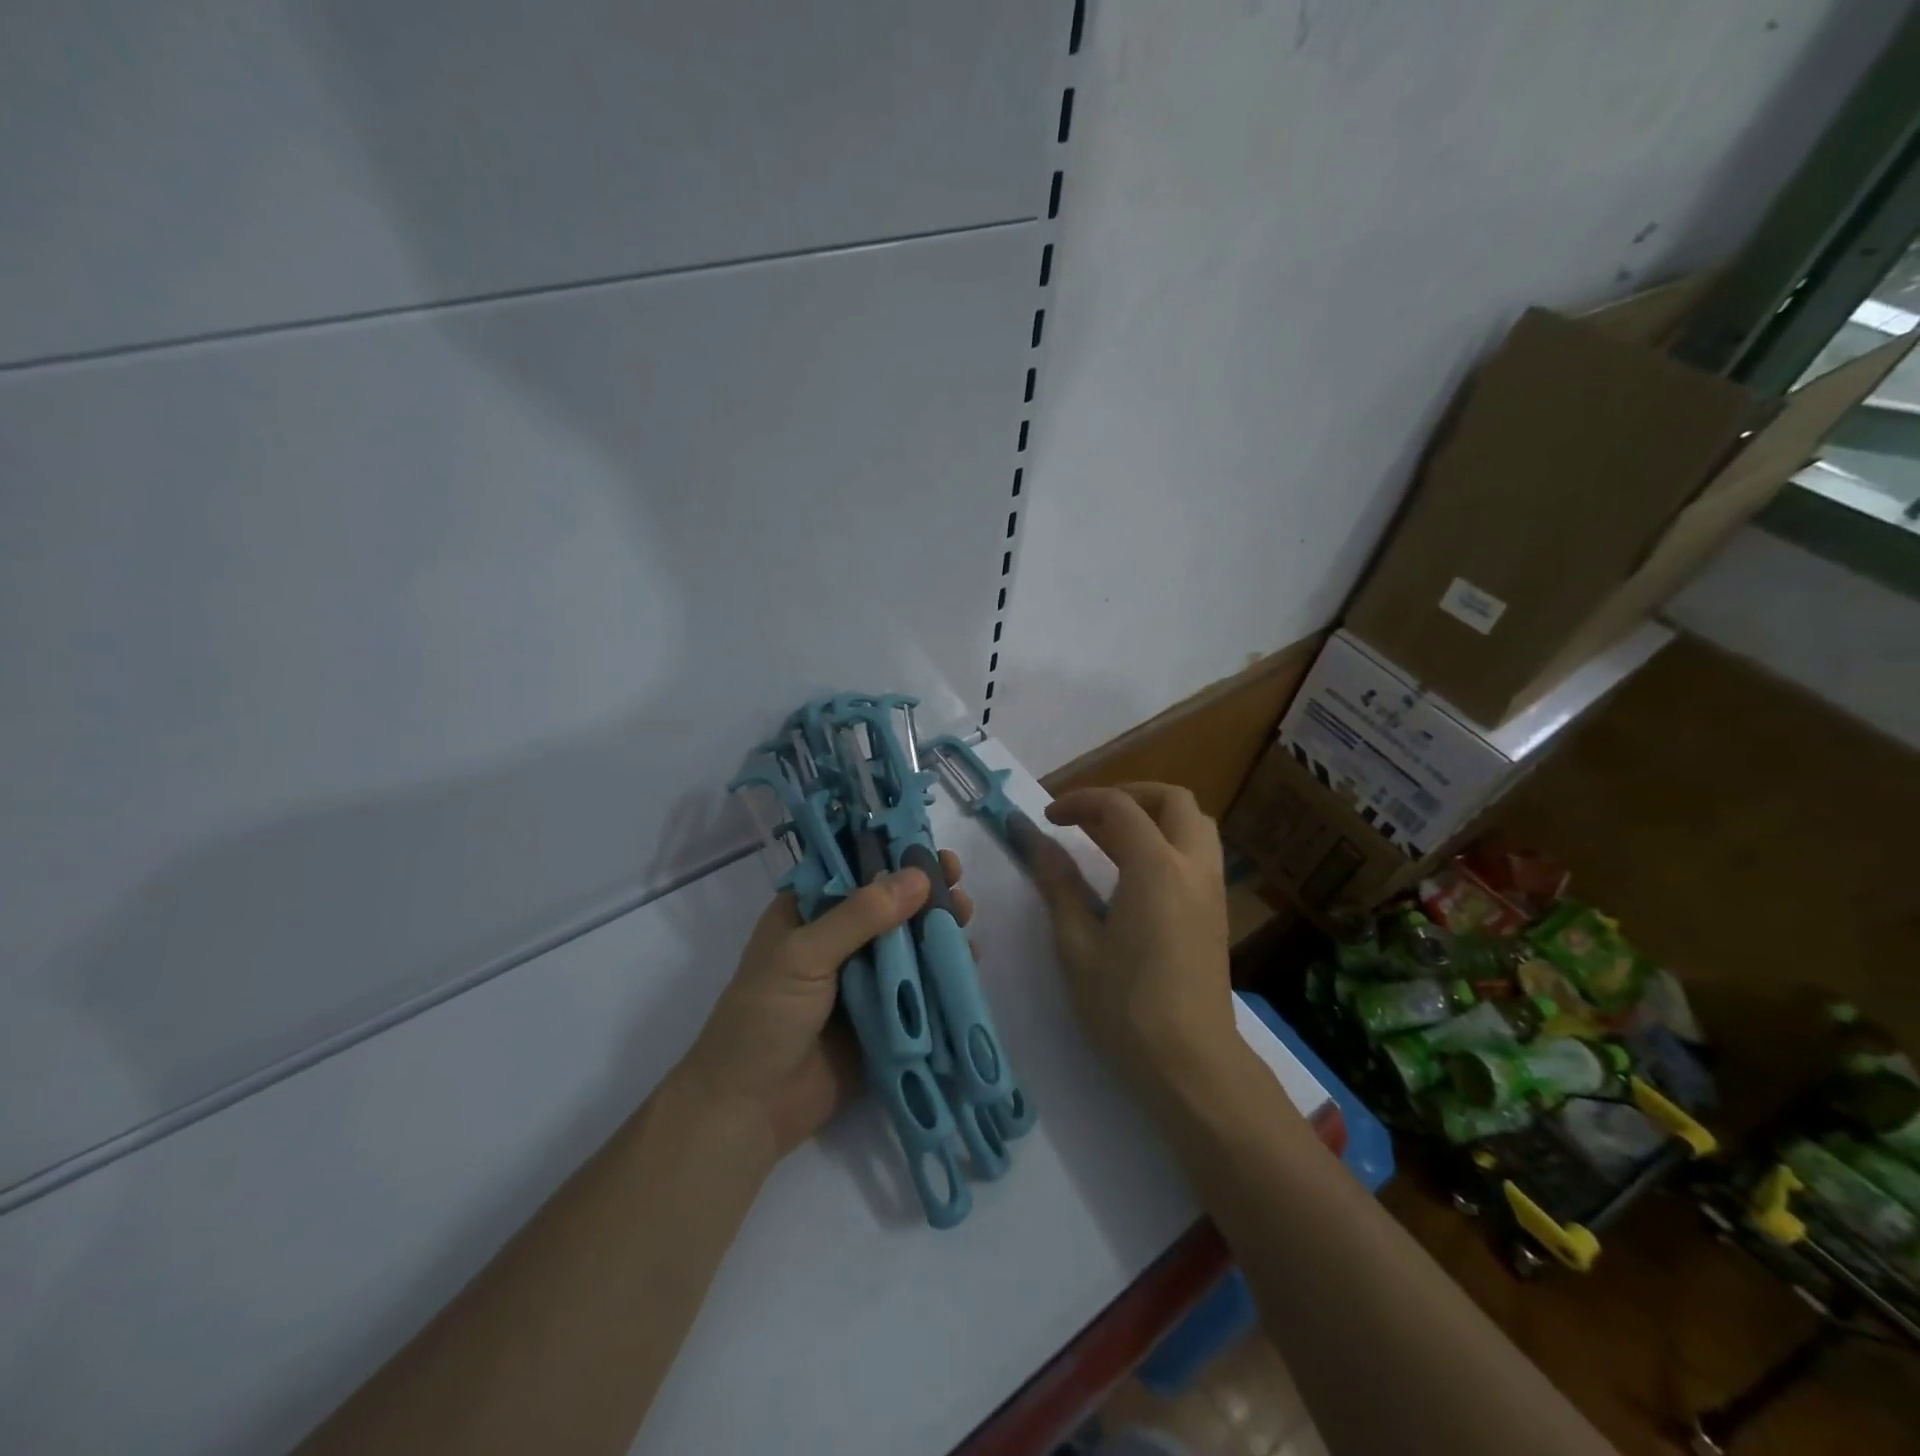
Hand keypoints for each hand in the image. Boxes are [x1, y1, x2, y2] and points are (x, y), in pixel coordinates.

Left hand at [676, 851, 973, 1159]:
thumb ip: (860, 915)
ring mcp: (861, 980)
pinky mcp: (883, 1017)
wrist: (750, 1111)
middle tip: (956, 878)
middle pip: (887, 905)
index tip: (926, 844)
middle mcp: (836, 940)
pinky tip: (969, 958)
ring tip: (965, 914)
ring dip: (936, 927)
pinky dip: (942, 972)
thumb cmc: (764, 1017)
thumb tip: (919, 876)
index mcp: (806, 914)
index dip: (888, 854)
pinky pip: (917, 987)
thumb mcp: (803, 955)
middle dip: (922, 891)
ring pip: (907, 943)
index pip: (851, 870)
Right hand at [1030, 784, 1239, 1101]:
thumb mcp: (1077, 945)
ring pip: (1194, 824)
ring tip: (1110, 838)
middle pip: (1172, 800)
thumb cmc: (1125, 1009)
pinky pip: (1198, 853)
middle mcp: (1193, 866)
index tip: (1048, 818)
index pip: (1118, 807)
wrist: (1192, 1067)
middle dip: (1128, 795)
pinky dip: (1168, 841)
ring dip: (1153, 816)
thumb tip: (1033, 839)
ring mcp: (1212, 889)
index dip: (1079, 802)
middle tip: (1088, 816)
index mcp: (1156, 868)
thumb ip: (1058, 884)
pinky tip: (1135, 873)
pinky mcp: (1217, 912)